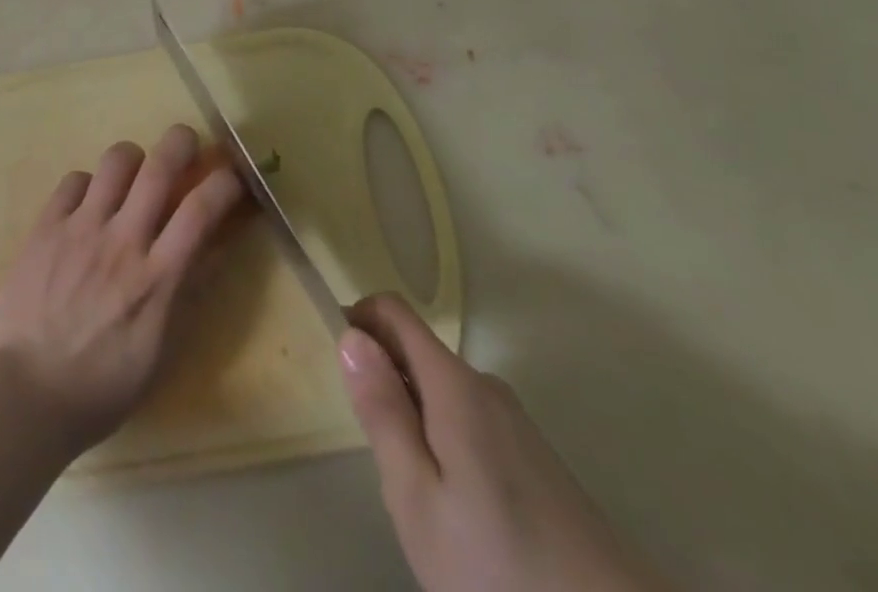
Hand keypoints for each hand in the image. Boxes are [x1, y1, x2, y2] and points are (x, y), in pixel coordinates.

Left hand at [0, 124, 244, 451]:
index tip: (232, 176)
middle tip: (186, 143)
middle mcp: (123, 242)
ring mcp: (81, 229)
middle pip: (160, 166)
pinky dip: (88, 184)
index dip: (224, 182)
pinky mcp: (46, 227)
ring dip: (133, 159)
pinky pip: (74, 180)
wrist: (26, 396)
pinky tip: (88, 205)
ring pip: (116, 160)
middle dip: (181, 142)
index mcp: (156, 278)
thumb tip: (213, 250)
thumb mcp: (160, 352)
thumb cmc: (101, 387)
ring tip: (132, 175)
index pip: (201, 210)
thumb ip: (187, 295)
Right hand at [340, 293, 662, 591]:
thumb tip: (351, 337)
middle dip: (387, 384)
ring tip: (421, 498)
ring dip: (416, 419)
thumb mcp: (418, 498)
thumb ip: (383, 412)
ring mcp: (516, 421)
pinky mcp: (536, 457)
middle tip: (382, 460)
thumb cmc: (498, 568)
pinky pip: (471, 422)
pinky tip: (462, 515)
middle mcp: (486, 386)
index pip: (394, 311)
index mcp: (454, 383)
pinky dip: (447, 442)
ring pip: (443, 392)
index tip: (342, 367)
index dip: (359, 320)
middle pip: (417, 353)